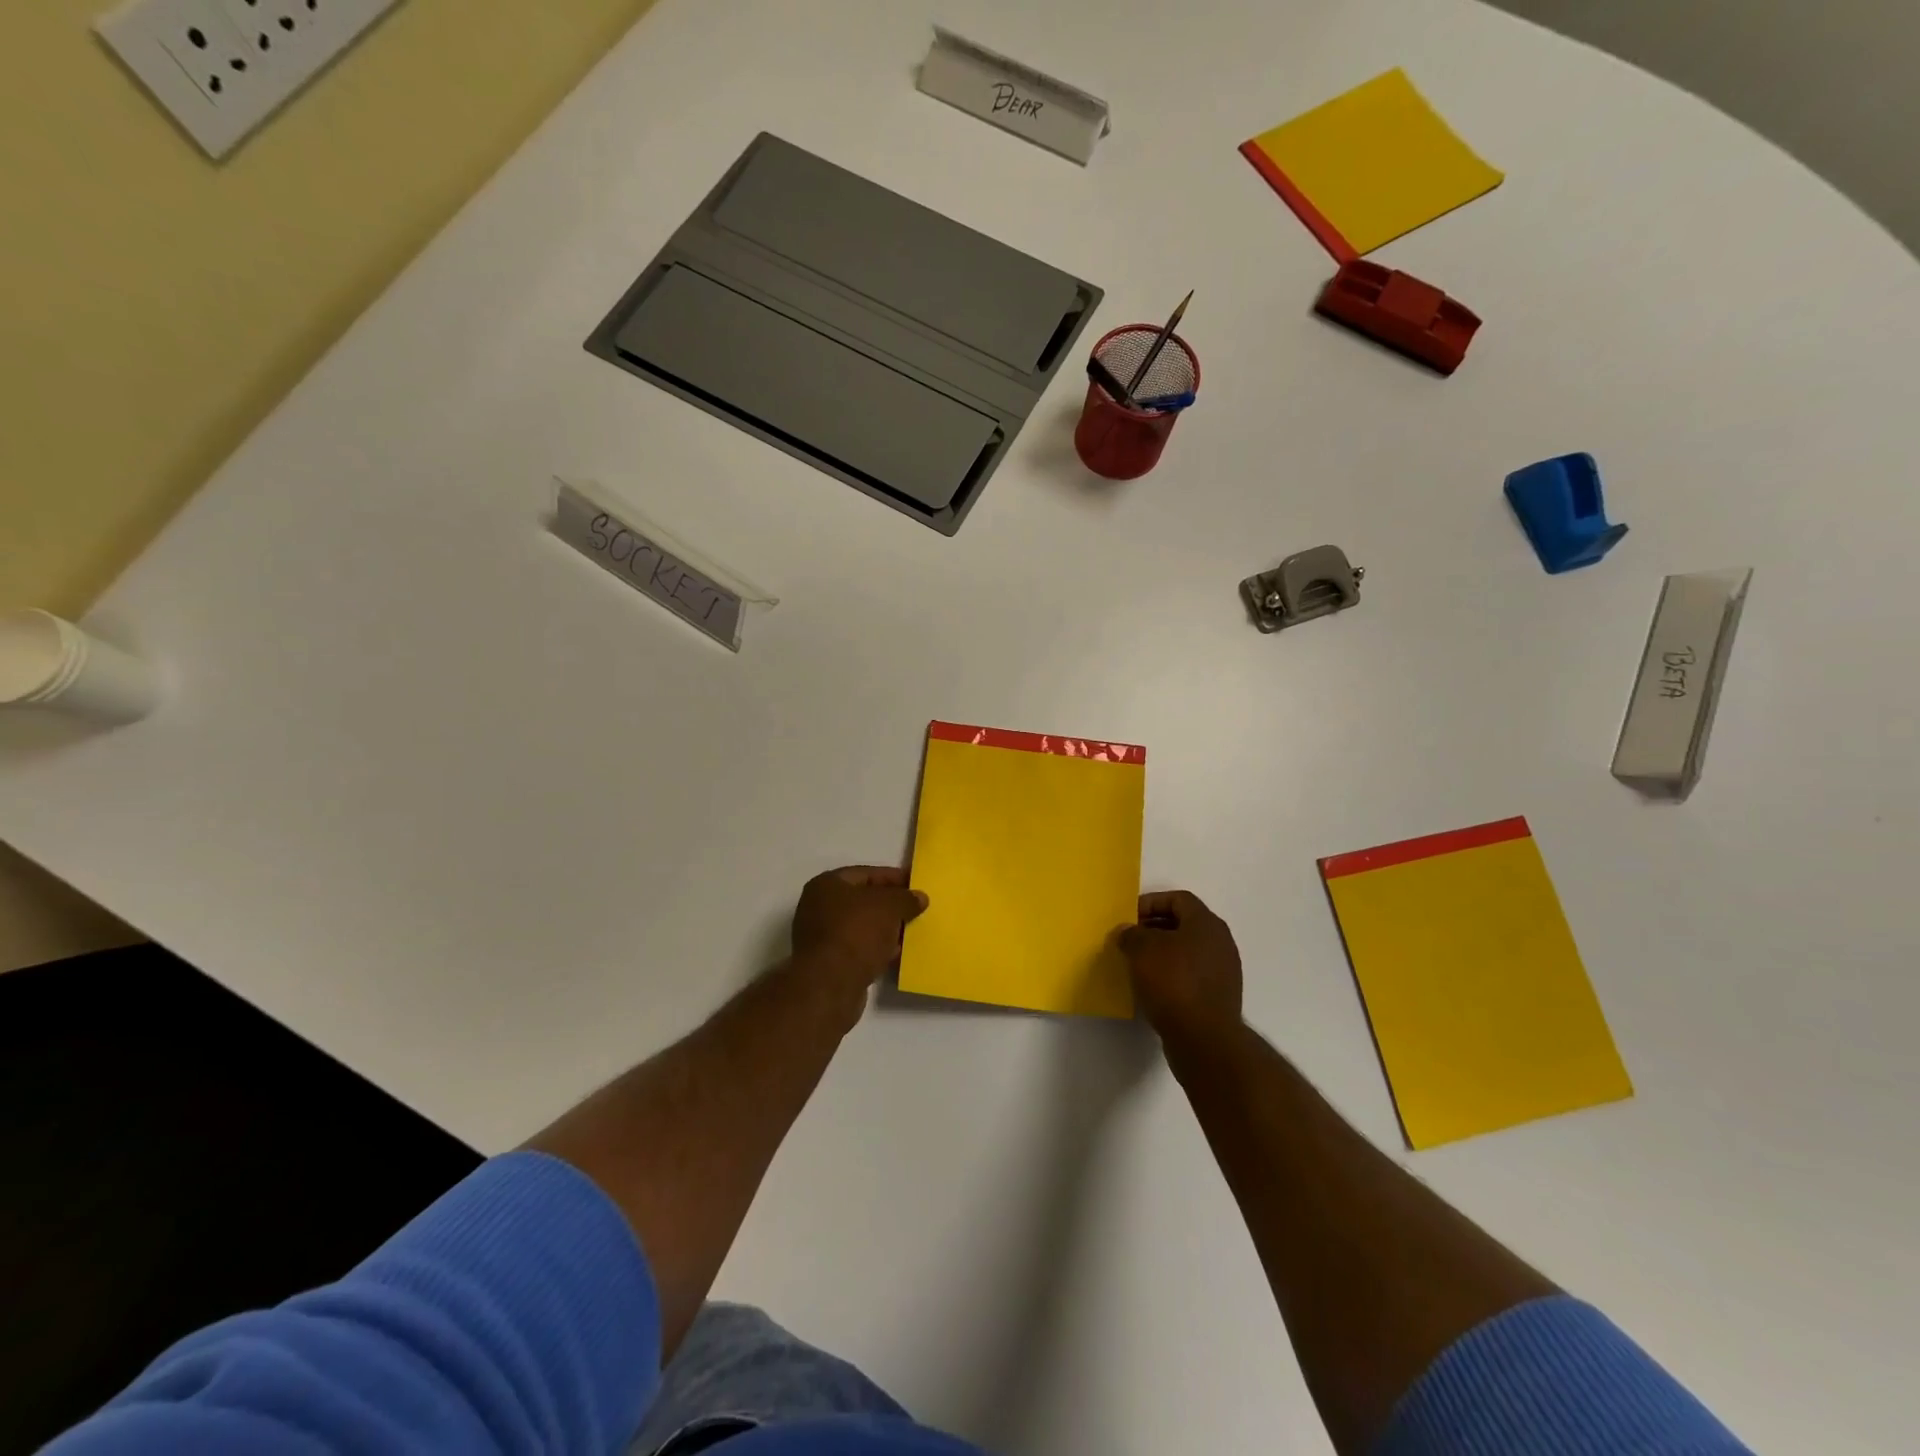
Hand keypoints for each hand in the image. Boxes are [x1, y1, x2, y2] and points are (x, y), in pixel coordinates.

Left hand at [791, 866, 927, 994]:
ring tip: (912, 931)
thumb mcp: (889, 907)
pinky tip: (897, 953)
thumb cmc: (857, 932)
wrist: (830, 985)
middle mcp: (819, 906)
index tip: (917, 885)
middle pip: (863, 900)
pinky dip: (877, 948)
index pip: (867, 874)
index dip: (894, 877)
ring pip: (862, 926)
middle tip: (917, 909)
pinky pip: (859, 948)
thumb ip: (906, 898)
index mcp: (828, 884)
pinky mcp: (829, 962)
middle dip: (891, 905)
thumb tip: (919, 897)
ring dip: (885, 929)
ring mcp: (822, 936)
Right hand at [1118, 890, 1243, 1047]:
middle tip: (1129, 939)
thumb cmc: (1173, 983)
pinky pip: (1191, 974)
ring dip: (1162, 953)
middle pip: (1184, 924)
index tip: (1129, 917)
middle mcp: (1221, 942)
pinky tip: (1152, 987)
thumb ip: (1131, 934)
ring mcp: (1223, 971)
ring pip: (1187, 951)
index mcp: (1207, 923)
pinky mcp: (1219, 996)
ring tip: (1136, 964)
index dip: (1151, 903)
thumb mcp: (1142, 950)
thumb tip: (1127, 932)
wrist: (1204, 1039)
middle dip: (1154, 928)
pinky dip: (1171, 975)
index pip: (1178, 899)